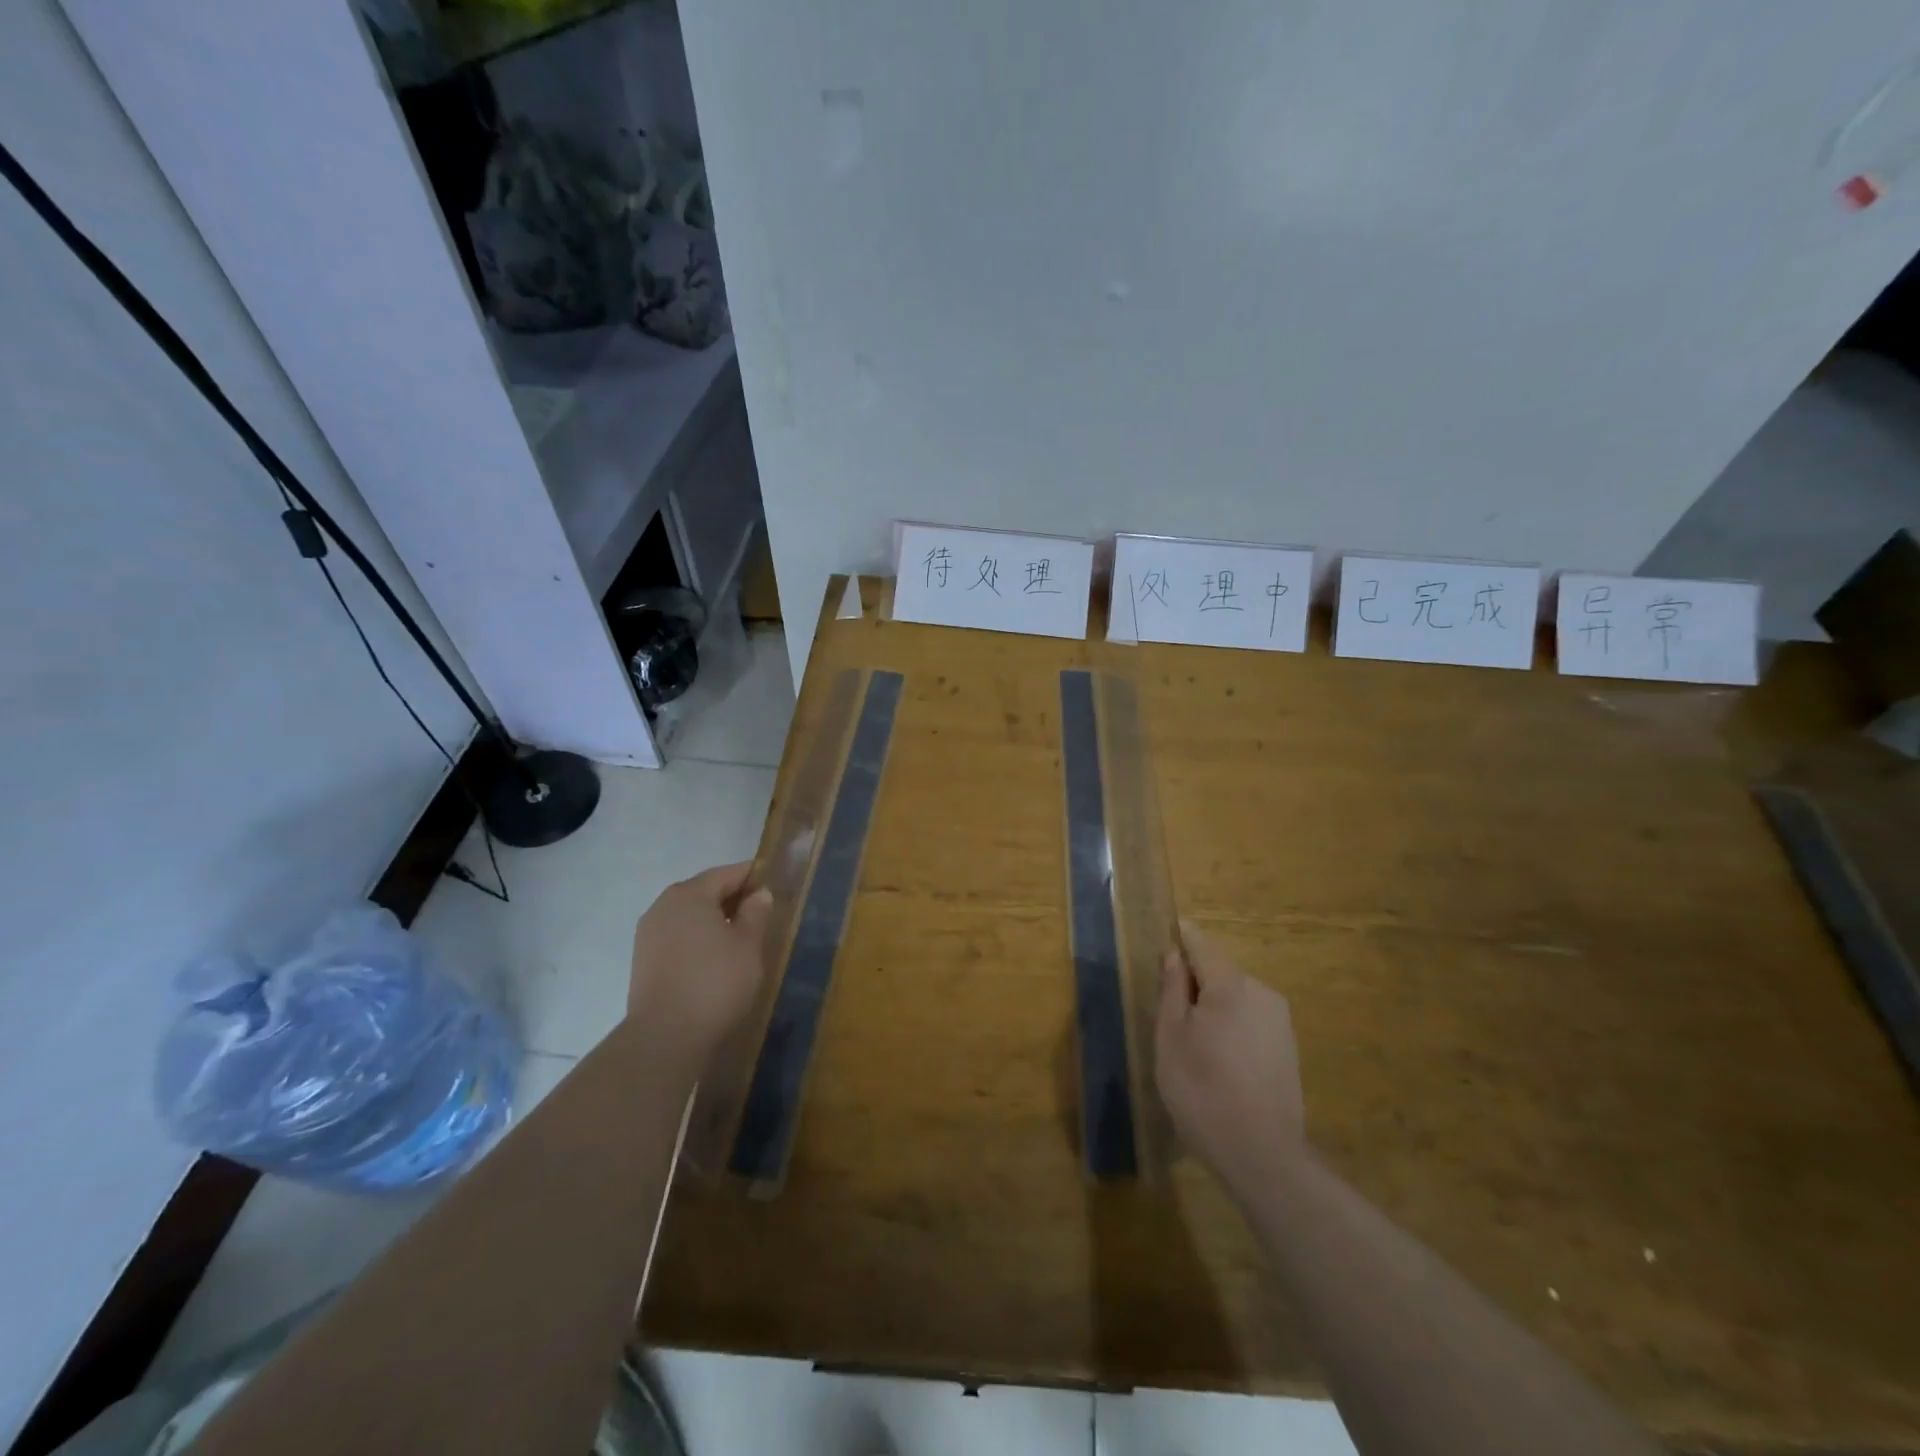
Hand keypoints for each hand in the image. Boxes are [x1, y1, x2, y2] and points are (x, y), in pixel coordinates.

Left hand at [628, 861, 773, 1058]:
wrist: (665, 1036)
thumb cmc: (715, 982)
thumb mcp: (748, 944)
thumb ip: (756, 912)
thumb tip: (759, 893)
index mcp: (689, 894)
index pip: (727, 874)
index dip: (752, 877)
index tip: (773, 885)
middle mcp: (663, 906)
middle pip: (704, 892)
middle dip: (732, 899)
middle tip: (760, 914)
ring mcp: (648, 934)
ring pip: (689, 915)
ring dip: (713, 920)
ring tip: (739, 938)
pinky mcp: (643, 960)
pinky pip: (677, 936)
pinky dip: (697, 939)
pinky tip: (714, 958)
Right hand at [1156, 920, 1306, 1194]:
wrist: (1261, 1155)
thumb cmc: (1201, 1089)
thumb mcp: (1171, 1036)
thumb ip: (1173, 989)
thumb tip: (1175, 955)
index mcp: (1231, 985)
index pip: (1202, 944)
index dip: (1182, 938)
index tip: (1166, 936)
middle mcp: (1262, 994)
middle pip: (1221, 972)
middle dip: (1196, 981)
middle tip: (1169, 1009)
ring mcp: (1280, 1023)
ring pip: (1237, 999)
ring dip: (1215, 1007)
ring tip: (1192, 1042)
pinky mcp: (1289, 1051)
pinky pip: (1252, 1022)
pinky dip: (1232, 1029)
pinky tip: (1218, 1062)